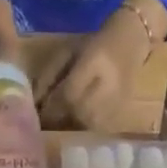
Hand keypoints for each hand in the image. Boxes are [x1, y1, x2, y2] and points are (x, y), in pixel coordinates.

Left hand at [34, 3, 152, 130]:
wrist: (132, 39)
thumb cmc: (94, 43)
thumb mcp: (68, 51)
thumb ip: (49, 76)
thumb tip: (34, 103)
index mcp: (94, 62)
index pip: (68, 93)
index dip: (51, 107)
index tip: (38, 113)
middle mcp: (108, 84)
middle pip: (78, 112)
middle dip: (59, 118)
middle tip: (47, 122)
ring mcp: (118, 99)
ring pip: (89, 124)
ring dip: (71, 126)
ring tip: (61, 123)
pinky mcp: (123, 110)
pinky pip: (99, 128)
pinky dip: (84, 128)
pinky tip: (77, 123)